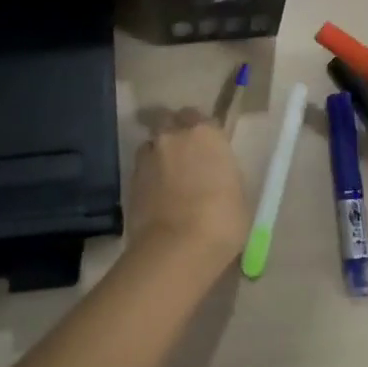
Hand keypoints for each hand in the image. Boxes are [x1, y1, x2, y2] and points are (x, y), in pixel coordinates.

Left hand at [123, 110, 249, 276]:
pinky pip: (141, 169)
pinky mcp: (130, 180)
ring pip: (152, 144)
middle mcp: (174, 136)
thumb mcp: (237, 193)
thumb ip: (222, 173)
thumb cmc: (222, 220)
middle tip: (184, 153)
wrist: (177, 248)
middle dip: (175, 131)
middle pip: (169, 120)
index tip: (208, 147)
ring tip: (167, 176)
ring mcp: (149, 157)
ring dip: (159, 153)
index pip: (201, 118)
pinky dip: (148, 176)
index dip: (203, 131)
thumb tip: (215, 174)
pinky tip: (156, 195)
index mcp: (206, 134)